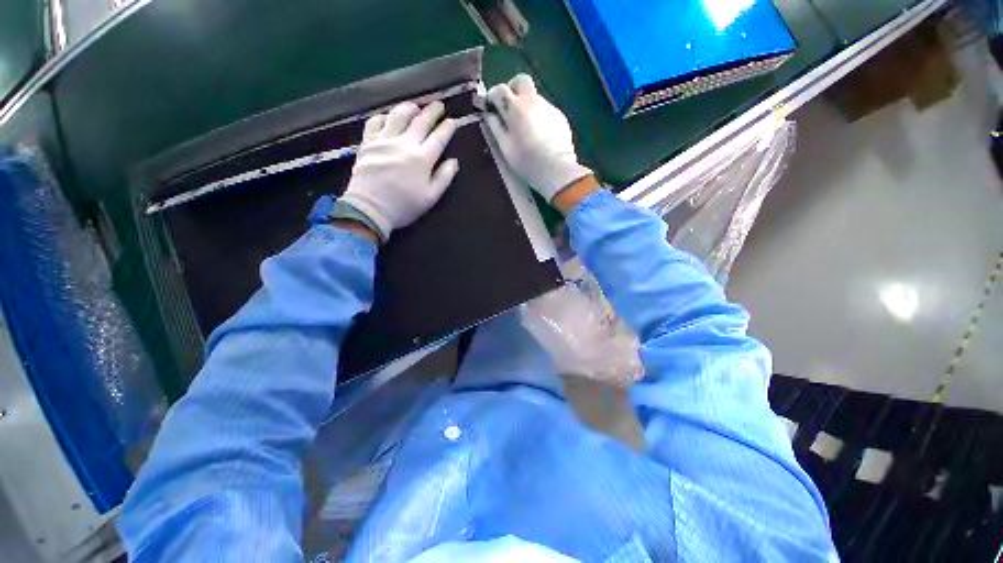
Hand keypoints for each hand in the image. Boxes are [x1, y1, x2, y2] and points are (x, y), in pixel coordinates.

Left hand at [339, 101, 459, 240]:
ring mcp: (384, 140)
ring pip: (398, 115)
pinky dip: (384, 116)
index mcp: (422, 159)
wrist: (371, 208)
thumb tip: (454, 161)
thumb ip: (444, 177)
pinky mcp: (368, 142)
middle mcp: (405, 144)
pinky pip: (375, 121)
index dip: (447, 128)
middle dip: (432, 111)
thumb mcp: (431, 197)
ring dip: (409, 108)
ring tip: (415, 106)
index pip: (438, 138)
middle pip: (420, 121)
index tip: (452, 120)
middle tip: (438, 105)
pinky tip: (388, 118)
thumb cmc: (405, 206)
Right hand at [485, 74, 591, 201]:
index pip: (500, 90)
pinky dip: (539, 116)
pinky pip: (545, 109)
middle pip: (521, 81)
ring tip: (525, 127)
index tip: (490, 107)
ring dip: (526, 105)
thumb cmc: (526, 161)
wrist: (556, 169)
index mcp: (516, 107)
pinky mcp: (560, 116)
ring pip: (534, 96)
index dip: (492, 96)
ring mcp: (549, 107)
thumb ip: (495, 127)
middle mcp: (533, 100)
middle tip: (508, 108)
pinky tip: (539, 134)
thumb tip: (490, 114)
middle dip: (512, 89)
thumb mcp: (505, 147)